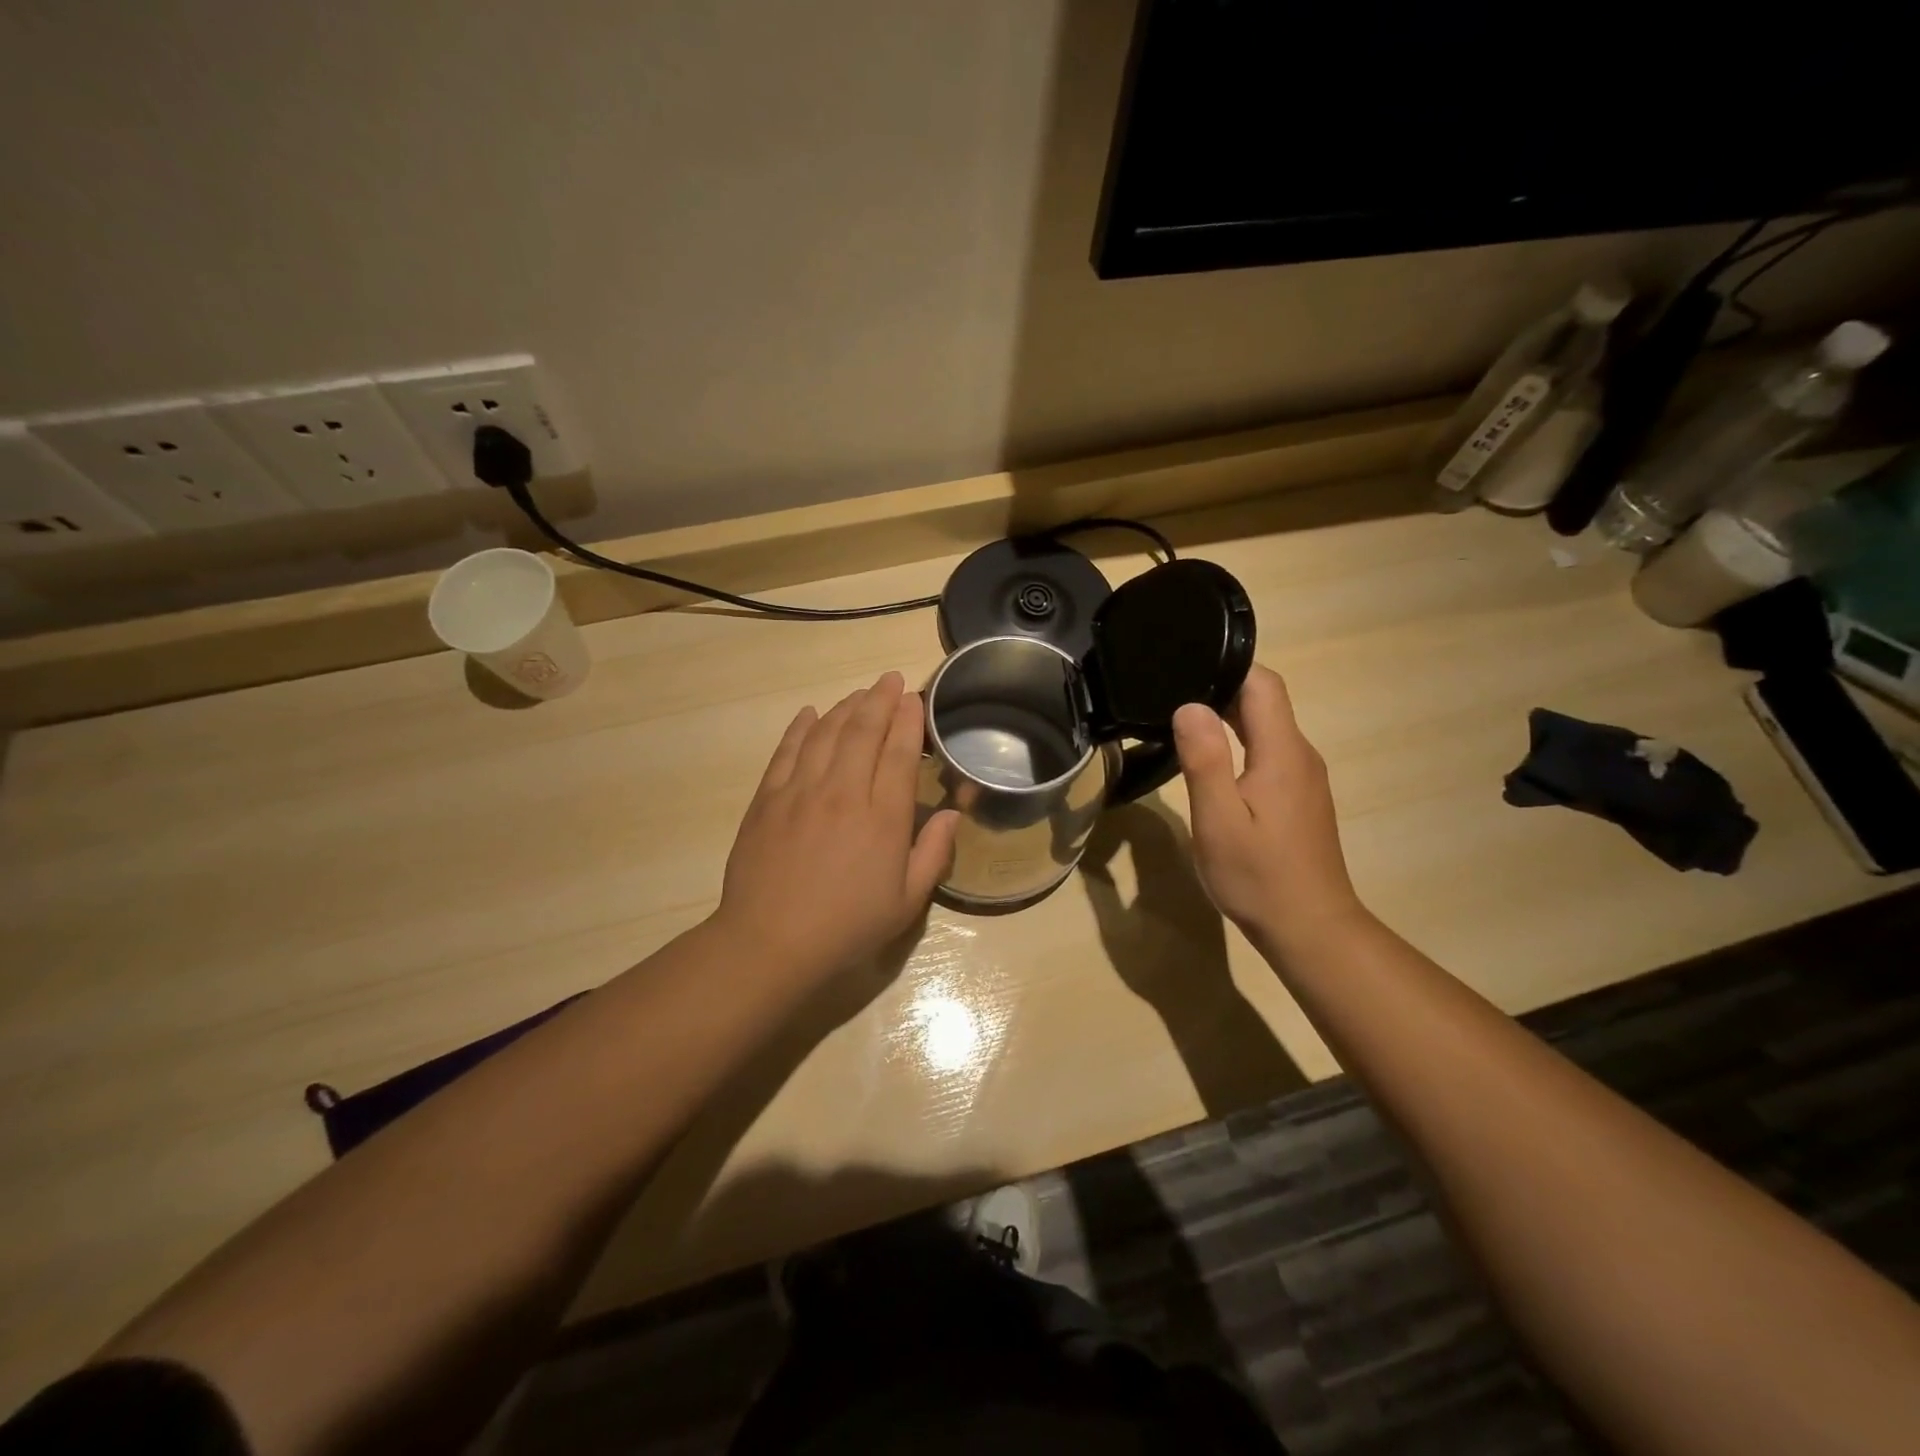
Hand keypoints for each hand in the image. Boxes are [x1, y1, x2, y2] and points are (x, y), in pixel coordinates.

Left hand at [714, 671, 958, 988]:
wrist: (770, 942)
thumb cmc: (847, 926)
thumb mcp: (906, 902)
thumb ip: (934, 854)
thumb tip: (952, 814)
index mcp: (882, 817)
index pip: (899, 753)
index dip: (908, 720)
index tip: (914, 699)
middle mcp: (843, 792)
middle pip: (863, 731)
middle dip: (880, 700)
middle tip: (890, 680)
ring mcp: (801, 791)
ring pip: (826, 733)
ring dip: (845, 707)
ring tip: (859, 694)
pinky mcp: (768, 799)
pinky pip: (787, 751)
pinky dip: (801, 727)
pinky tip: (810, 713)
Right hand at [1172, 665, 1368, 954]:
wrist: (1311, 928)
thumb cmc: (1259, 875)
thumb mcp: (1218, 819)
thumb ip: (1204, 759)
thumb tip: (1189, 705)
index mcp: (1282, 752)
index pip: (1263, 684)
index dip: (1227, 667)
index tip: (1184, 668)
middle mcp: (1300, 755)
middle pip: (1266, 702)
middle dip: (1222, 690)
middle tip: (1170, 696)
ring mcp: (1305, 777)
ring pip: (1268, 728)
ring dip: (1230, 718)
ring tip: (1183, 724)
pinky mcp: (1301, 797)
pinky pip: (1271, 752)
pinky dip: (1242, 744)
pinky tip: (1213, 763)